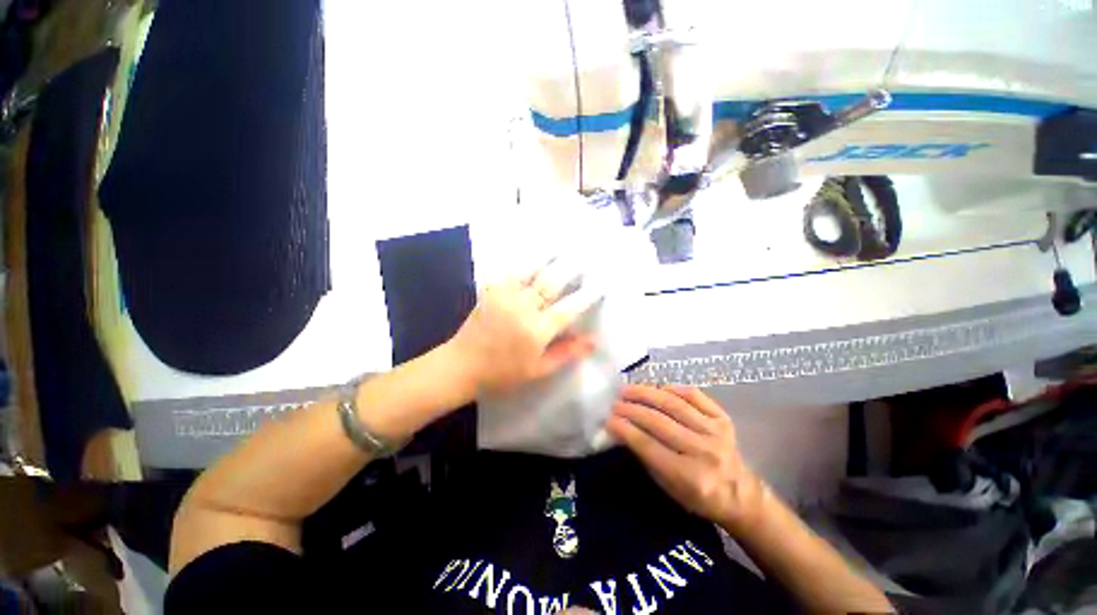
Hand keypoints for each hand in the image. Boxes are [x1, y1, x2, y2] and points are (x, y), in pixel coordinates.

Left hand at [447, 264, 600, 394]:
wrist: (462, 365)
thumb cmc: (503, 373)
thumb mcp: (538, 370)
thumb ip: (566, 353)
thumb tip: (593, 340)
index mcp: (536, 330)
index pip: (569, 308)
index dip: (587, 295)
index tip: (602, 284)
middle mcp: (523, 308)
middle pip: (551, 282)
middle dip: (571, 267)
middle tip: (587, 254)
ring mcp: (505, 296)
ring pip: (532, 270)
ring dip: (549, 255)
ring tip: (563, 242)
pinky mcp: (492, 290)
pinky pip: (511, 270)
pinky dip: (525, 259)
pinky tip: (533, 250)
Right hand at [607, 385, 764, 531]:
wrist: (741, 494)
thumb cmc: (699, 496)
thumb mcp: (668, 487)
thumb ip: (646, 457)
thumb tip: (623, 428)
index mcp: (688, 476)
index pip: (648, 445)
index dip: (625, 429)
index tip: (608, 419)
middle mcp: (703, 451)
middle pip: (659, 421)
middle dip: (631, 409)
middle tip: (615, 402)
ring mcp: (715, 432)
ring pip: (673, 404)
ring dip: (646, 393)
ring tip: (628, 389)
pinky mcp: (723, 419)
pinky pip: (694, 395)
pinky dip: (673, 388)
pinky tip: (657, 387)